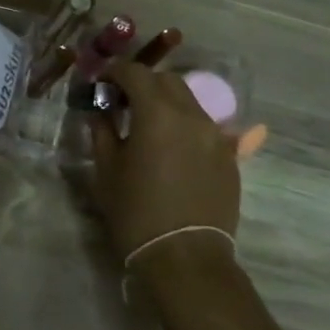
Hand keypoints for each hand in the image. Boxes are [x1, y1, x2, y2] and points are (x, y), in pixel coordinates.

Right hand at [88, 61, 241, 264]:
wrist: (185, 257)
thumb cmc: (136, 212)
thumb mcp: (107, 171)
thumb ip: (102, 132)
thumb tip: (100, 113)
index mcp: (158, 114)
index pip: (136, 73)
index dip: (115, 72)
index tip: (101, 81)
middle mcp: (191, 116)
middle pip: (167, 81)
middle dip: (143, 83)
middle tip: (124, 100)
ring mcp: (216, 136)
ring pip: (190, 102)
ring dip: (166, 103)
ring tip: (148, 124)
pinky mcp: (229, 157)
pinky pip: (204, 127)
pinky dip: (185, 126)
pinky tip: (172, 148)